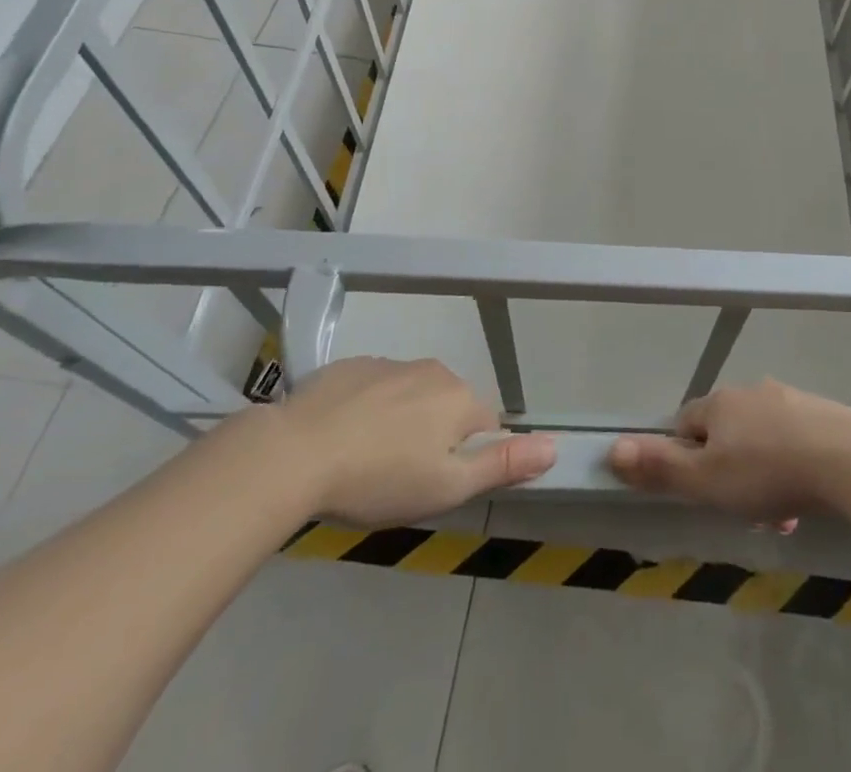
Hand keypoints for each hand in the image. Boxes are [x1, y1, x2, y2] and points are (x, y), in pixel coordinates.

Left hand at [276, 357, 555, 525]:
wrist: (295, 453)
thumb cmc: (379, 477)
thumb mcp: (447, 487)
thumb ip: (502, 465)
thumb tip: (555, 446)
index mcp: (460, 399)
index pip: (485, 425)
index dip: (464, 458)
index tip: (433, 483)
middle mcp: (434, 371)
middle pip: (447, 407)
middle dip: (432, 436)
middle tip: (398, 477)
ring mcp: (391, 363)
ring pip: (410, 396)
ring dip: (399, 421)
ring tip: (364, 461)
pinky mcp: (351, 366)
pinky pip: (373, 388)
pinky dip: (365, 409)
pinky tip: (339, 439)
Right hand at [607, 380, 850, 521]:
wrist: (847, 457)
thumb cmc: (767, 471)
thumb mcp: (706, 480)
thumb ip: (660, 467)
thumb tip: (611, 448)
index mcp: (719, 403)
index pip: (685, 422)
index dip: (684, 456)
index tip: (697, 490)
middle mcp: (751, 393)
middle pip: (725, 432)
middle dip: (726, 470)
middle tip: (737, 508)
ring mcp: (788, 400)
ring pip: (760, 440)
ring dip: (760, 475)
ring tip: (775, 515)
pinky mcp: (819, 415)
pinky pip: (793, 442)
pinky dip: (790, 470)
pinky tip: (802, 502)